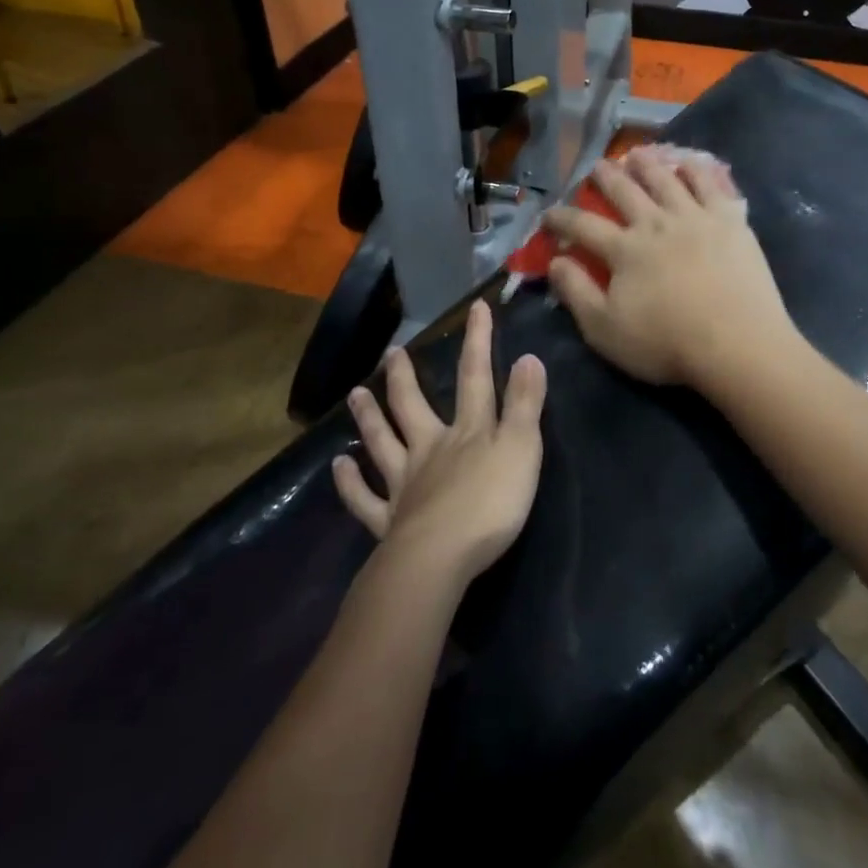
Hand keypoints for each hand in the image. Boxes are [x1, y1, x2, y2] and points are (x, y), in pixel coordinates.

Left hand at [332, 300, 546, 589]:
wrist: (441, 559)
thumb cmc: (490, 503)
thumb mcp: (522, 449)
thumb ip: (525, 404)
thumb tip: (528, 356)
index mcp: (468, 431)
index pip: (476, 377)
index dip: (478, 341)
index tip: (475, 308)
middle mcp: (430, 448)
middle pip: (413, 406)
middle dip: (404, 377)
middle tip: (391, 353)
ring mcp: (405, 484)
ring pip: (383, 443)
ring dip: (370, 418)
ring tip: (356, 394)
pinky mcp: (389, 522)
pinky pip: (364, 499)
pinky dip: (350, 483)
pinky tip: (338, 466)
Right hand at [543, 146, 795, 388]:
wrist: (737, 344)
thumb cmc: (667, 343)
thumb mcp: (605, 330)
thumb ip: (576, 292)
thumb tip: (554, 261)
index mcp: (624, 249)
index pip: (583, 225)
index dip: (562, 218)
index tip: (549, 214)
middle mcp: (655, 223)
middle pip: (624, 191)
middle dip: (605, 177)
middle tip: (596, 166)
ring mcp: (694, 217)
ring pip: (664, 179)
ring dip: (646, 164)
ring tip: (637, 154)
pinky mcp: (729, 219)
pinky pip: (709, 184)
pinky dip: (695, 169)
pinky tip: (688, 164)